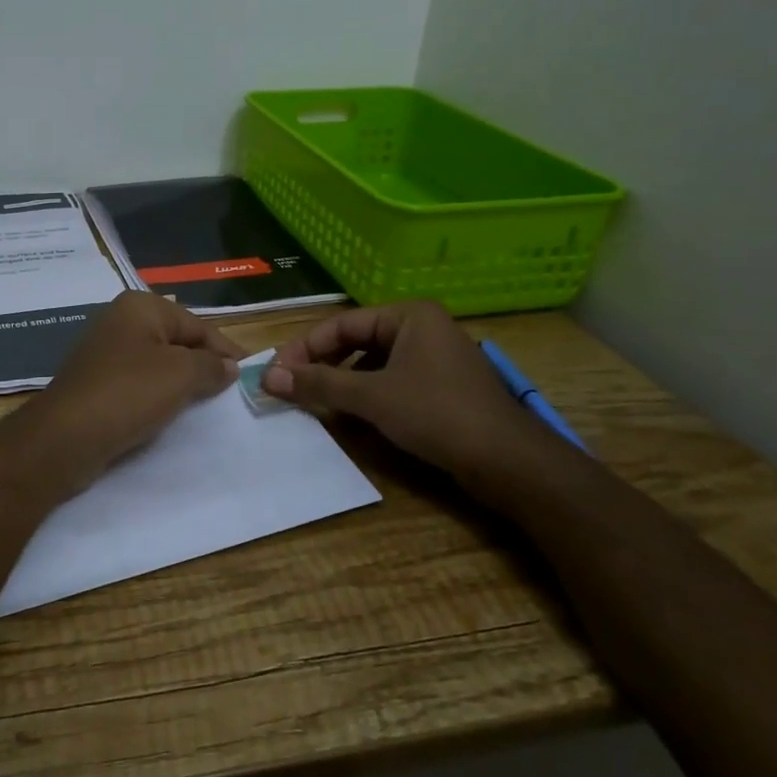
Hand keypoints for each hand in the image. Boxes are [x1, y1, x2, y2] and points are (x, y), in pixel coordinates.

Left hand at [6, 292, 242, 494]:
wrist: (65, 436)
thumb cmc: (128, 393)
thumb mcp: (181, 375)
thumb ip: (211, 366)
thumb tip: (229, 366)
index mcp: (140, 306)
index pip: (197, 325)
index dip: (224, 349)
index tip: (248, 374)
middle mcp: (120, 321)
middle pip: (176, 341)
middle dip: (203, 365)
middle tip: (230, 393)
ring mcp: (104, 354)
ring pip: (157, 365)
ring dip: (180, 384)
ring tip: (206, 406)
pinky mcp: (96, 384)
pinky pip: (138, 385)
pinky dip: (157, 398)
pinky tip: (170, 415)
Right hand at [261, 301, 535, 472]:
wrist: (508, 460)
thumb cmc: (437, 414)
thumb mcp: (371, 397)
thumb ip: (319, 385)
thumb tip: (268, 378)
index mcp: (408, 315)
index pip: (341, 324)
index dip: (304, 348)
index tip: (275, 373)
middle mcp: (422, 327)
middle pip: (356, 340)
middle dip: (322, 364)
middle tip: (290, 387)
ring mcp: (434, 357)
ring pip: (373, 362)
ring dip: (342, 381)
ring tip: (316, 401)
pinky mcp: (441, 385)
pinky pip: (391, 380)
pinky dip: (367, 393)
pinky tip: (351, 414)